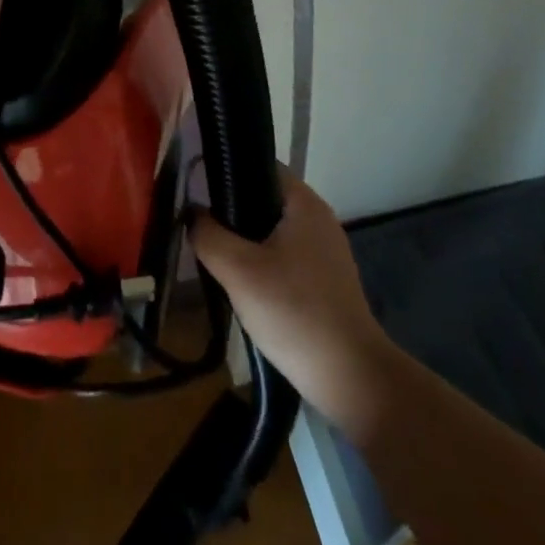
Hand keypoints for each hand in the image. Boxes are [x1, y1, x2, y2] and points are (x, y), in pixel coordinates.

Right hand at [190, 169, 396, 433]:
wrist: (351, 379)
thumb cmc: (294, 312)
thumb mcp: (237, 271)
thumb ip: (208, 235)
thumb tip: (192, 213)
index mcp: (304, 202)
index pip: (259, 165)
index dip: (227, 172)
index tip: (199, 193)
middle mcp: (319, 218)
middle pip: (265, 199)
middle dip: (233, 213)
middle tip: (205, 233)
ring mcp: (327, 251)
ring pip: (273, 232)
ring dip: (247, 243)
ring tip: (220, 262)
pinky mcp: (328, 281)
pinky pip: (287, 258)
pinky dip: (265, 265)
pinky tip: (248, 290)